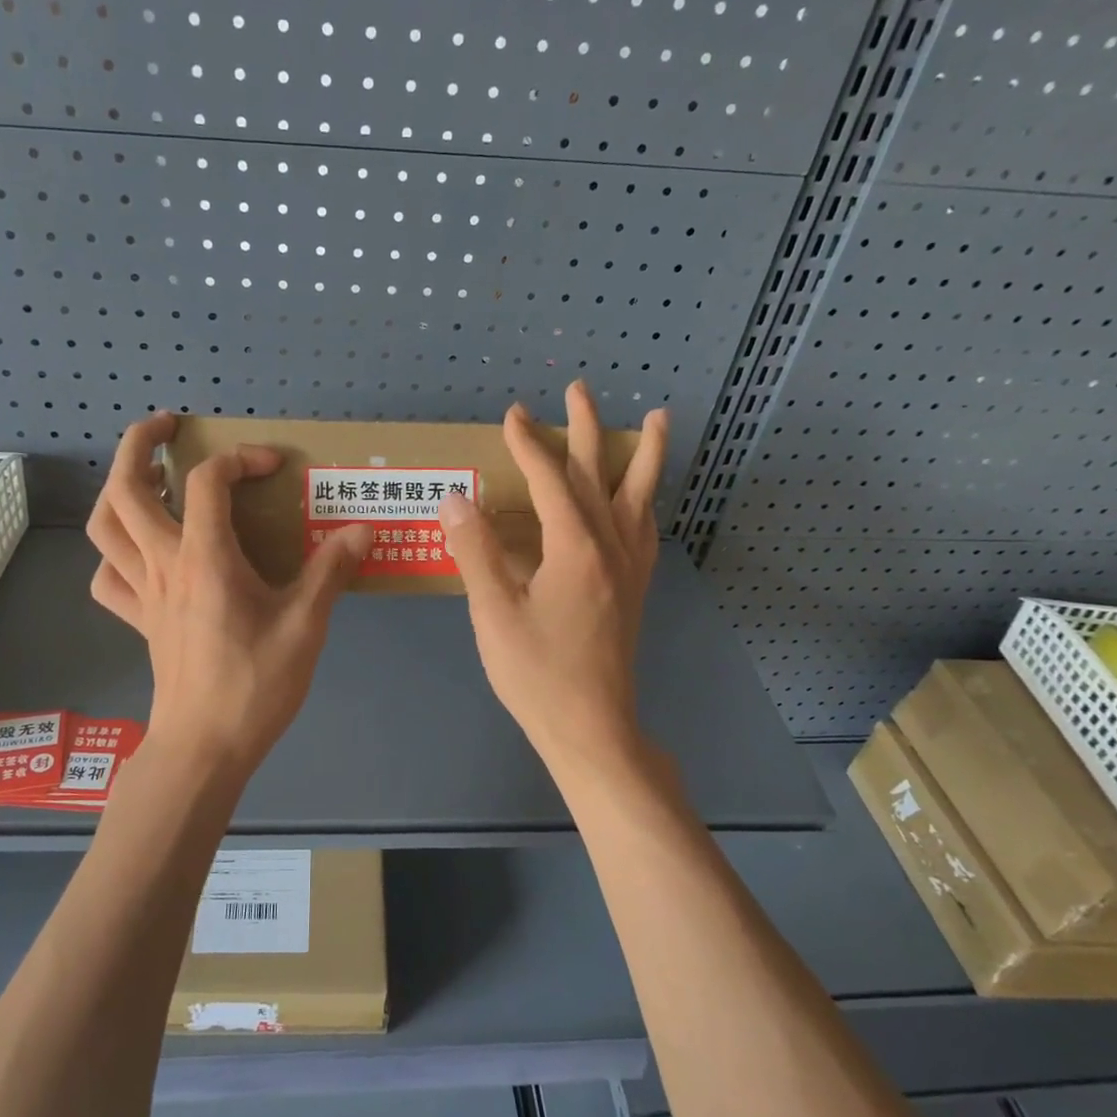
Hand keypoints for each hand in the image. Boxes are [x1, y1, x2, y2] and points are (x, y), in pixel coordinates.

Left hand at [86, 412, 373, 776]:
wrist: (204, 747)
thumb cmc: (255, 684)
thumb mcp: (305, 625)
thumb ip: (330, 571)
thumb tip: (362, 530)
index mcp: (205, 558)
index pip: (207, 481)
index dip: (240, 459)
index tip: (275, 466)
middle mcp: (163, 564)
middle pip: (125, 488)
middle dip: (139, 444)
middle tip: (166, 427)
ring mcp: (143, 593)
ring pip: (105, 527)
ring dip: (117, 490)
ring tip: (148, 477)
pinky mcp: (138, 620)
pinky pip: (108, 578)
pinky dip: (115, 555)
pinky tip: (141, 553)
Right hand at [438, 381, 669, 773]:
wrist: (591, 727)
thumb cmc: (536, 673)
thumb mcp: (494, 613)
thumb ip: (476, 552)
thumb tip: (457, 499)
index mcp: (575, 548)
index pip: (550, 480)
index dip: (528, 444)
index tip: (511, 415)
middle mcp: (611, 547)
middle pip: (600, 475)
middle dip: (587, 429)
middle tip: (579, 389)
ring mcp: (629, 569)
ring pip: (638, 497)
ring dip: (644, 456)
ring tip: (658, 420)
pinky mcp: (634, 590)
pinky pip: (645, 530)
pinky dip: (645, 501)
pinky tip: (643, 500)